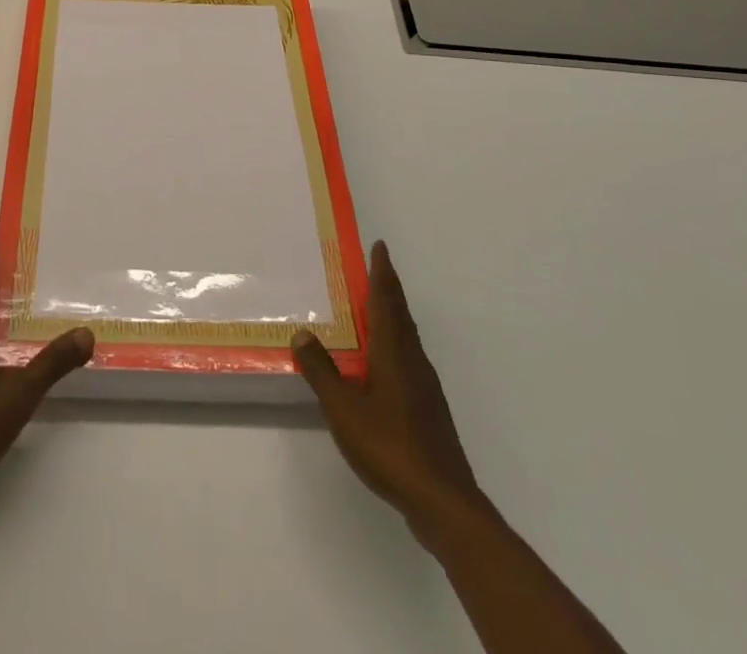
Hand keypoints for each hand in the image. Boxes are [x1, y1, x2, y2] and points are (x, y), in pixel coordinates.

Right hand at [292, 240, 480, 525]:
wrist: (443, 501)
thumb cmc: (389, 445)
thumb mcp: (343, 407)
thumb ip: (322, 370)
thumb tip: (303, 333)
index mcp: (394, 352)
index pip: (387, 301)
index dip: (382, 272)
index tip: (380, 246)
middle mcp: (413, 361)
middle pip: (401, 315)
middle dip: (388, 290)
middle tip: (374, 269)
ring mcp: (425, 386)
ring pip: (407, 338)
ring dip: (393, 316)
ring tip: (374, 310)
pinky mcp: (429, 410)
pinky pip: (409, 360)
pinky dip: (395, 345)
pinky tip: (382, 365)